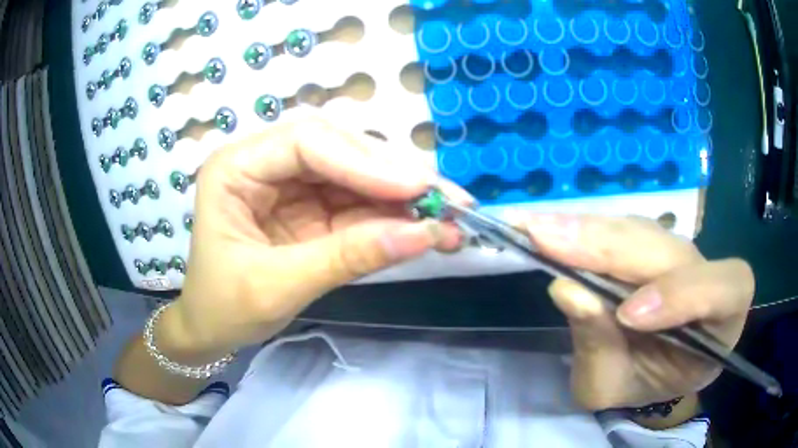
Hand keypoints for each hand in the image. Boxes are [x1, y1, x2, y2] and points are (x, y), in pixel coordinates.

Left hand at [166, 117, 467, 356]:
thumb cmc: (224, 307)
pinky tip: (427, 229)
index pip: (306, 142)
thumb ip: (347, 258)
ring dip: (405, 199)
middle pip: (340, 151)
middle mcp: (265, 163)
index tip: (415, 190)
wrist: (212, 330)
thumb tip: (423, 235)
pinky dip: (394, 219)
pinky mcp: (312, 208)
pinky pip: (359, 204)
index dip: (364, 162)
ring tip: (451, 217)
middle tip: (449, 200)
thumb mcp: (277, 286)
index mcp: (235, 167)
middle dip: (395, 177)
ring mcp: (292, 184)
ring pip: (357, 176)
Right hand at [518, 214, 753, 409]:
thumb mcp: (616, 386)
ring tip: (540, 231)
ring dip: (590, 231)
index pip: (724, 289)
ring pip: (643, 231)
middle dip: (613, 248)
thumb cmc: (639, 385)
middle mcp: (706, 277)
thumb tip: (567, 288)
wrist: (643, 372)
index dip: (683, 293)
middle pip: (672, 250)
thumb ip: (600, 345)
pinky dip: (584, 229)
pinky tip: (551, 227)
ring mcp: (677, 254)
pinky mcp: (649, 244)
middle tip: (548, 240)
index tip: (627, 314)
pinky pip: (622, 228)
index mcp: (720, 322)